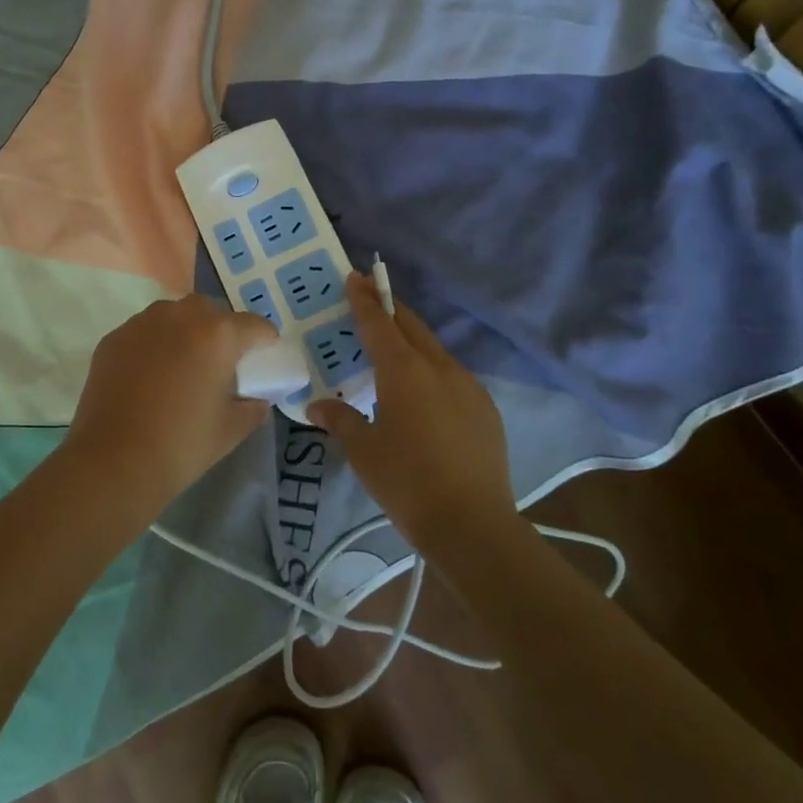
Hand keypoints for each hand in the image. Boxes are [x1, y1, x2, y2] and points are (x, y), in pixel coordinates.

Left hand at [64, 295, 279, 514]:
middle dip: (221, 330)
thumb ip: (252, 408)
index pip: (255, 325)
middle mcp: (180, 316)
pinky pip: (144, 331)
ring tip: (183, 365)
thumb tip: (256, 400)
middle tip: (221, 362)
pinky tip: (150, 376)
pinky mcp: (114, 338)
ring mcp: (142, 324)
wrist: (113, 461)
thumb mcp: (230, 430)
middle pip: (212, 311)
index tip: (263, 357)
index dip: (264, 341)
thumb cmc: (181, 445)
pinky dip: (154, 344)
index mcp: (218, 335)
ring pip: (174, 315)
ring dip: (185, 331)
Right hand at [309, 273, 515, 546]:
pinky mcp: (486, 409)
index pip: (379, 324)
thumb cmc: (407, 483)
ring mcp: (468, 387)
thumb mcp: (364, 451)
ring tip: (393, 350)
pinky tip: (424, 394)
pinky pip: (453, 376)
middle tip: (370, 298)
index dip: (364, 300)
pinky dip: (432, 371)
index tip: (355, 276)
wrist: (473, 525)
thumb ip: (340, 420)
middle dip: (390, 309)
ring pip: (435, 350)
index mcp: (404, 372)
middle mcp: (439, 369)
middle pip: (411, 327)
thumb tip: (316, 406)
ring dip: (412, 341)